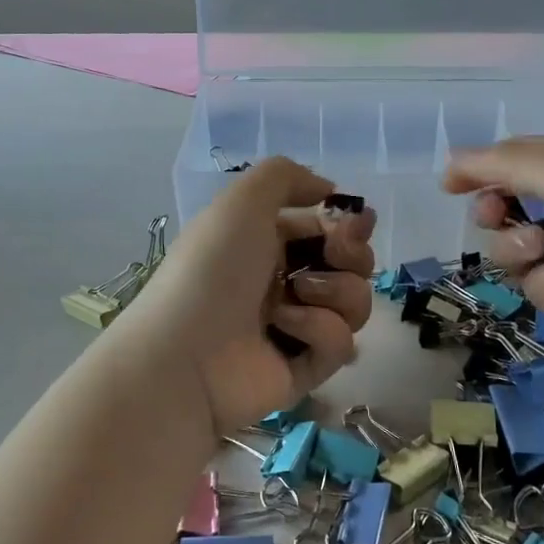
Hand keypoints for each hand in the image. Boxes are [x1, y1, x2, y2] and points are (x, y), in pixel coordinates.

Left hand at [120, 158, 375, 434]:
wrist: (186, 352)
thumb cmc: (213, 267)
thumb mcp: (243, 200)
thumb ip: (286, 175)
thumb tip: (328, 190)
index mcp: (267, 241)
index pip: (327, 228)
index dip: (348, 223)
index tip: (358, 222)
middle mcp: (284, 280)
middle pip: (351, 264)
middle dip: (352, 254)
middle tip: (334, 254)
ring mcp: (296, 327)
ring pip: (354, 301)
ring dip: (335, 291)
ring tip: (297, 294)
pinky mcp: (305, 368)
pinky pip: (340, 343)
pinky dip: (319, 330)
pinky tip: (285, 330)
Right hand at [443, 137, 543, 359]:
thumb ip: (505, 164)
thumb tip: (451, 160)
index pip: (518, 161)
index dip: (482, 169)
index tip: (451, 183)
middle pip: (505, 207)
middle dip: (494, 211)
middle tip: (496, 214)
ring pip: (511, 249)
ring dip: (520, 246)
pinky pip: (536, 285)